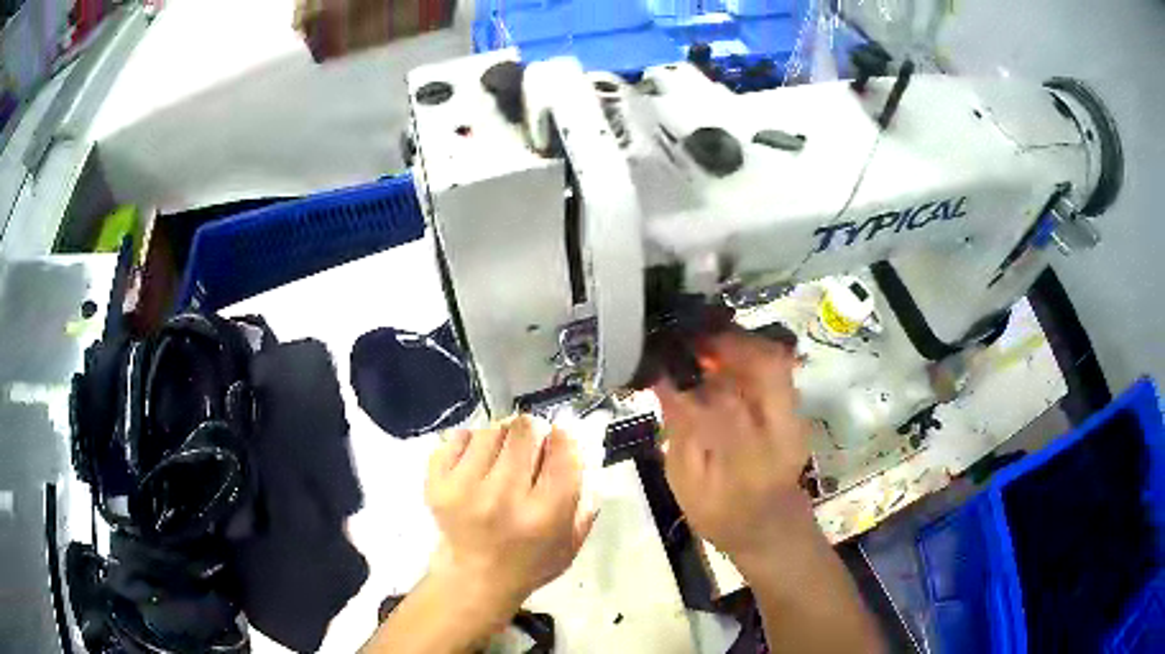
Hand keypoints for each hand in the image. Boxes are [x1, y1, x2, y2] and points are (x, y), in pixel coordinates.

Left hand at [424, 416, 594, 626]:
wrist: (475, 579)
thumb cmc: (531, 561)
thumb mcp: (572, 540)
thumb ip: (584, 497)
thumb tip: (581, 447)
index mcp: (543, 515)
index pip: (562, 452)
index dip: (563, 438)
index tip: (559, 438)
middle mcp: (503, 498)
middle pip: (524, 431)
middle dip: (532, 432)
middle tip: (530, 445)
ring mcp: (464, 489)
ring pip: (490, 430)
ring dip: (501, 436)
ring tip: (501, 456)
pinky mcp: (436, 483)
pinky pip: (458, 437)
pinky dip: (470, 443)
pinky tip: (476, 461)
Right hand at [655, 331, 812, 570]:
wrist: (771, 526)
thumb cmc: (721, 514)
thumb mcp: (687, 482)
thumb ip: (679, 431)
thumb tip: (665, 381)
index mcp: (747, 458)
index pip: (719, 402)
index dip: (688, 375)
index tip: (661, 358)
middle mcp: (780, 431)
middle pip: (766, 365)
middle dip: (728, 342)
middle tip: (692, 340)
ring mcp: (796, 418)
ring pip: (775, 360)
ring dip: (739, 345)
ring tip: (704, 347)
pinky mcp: (797, 411)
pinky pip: (777, 368)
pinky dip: (749, 356)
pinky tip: (723, 363)